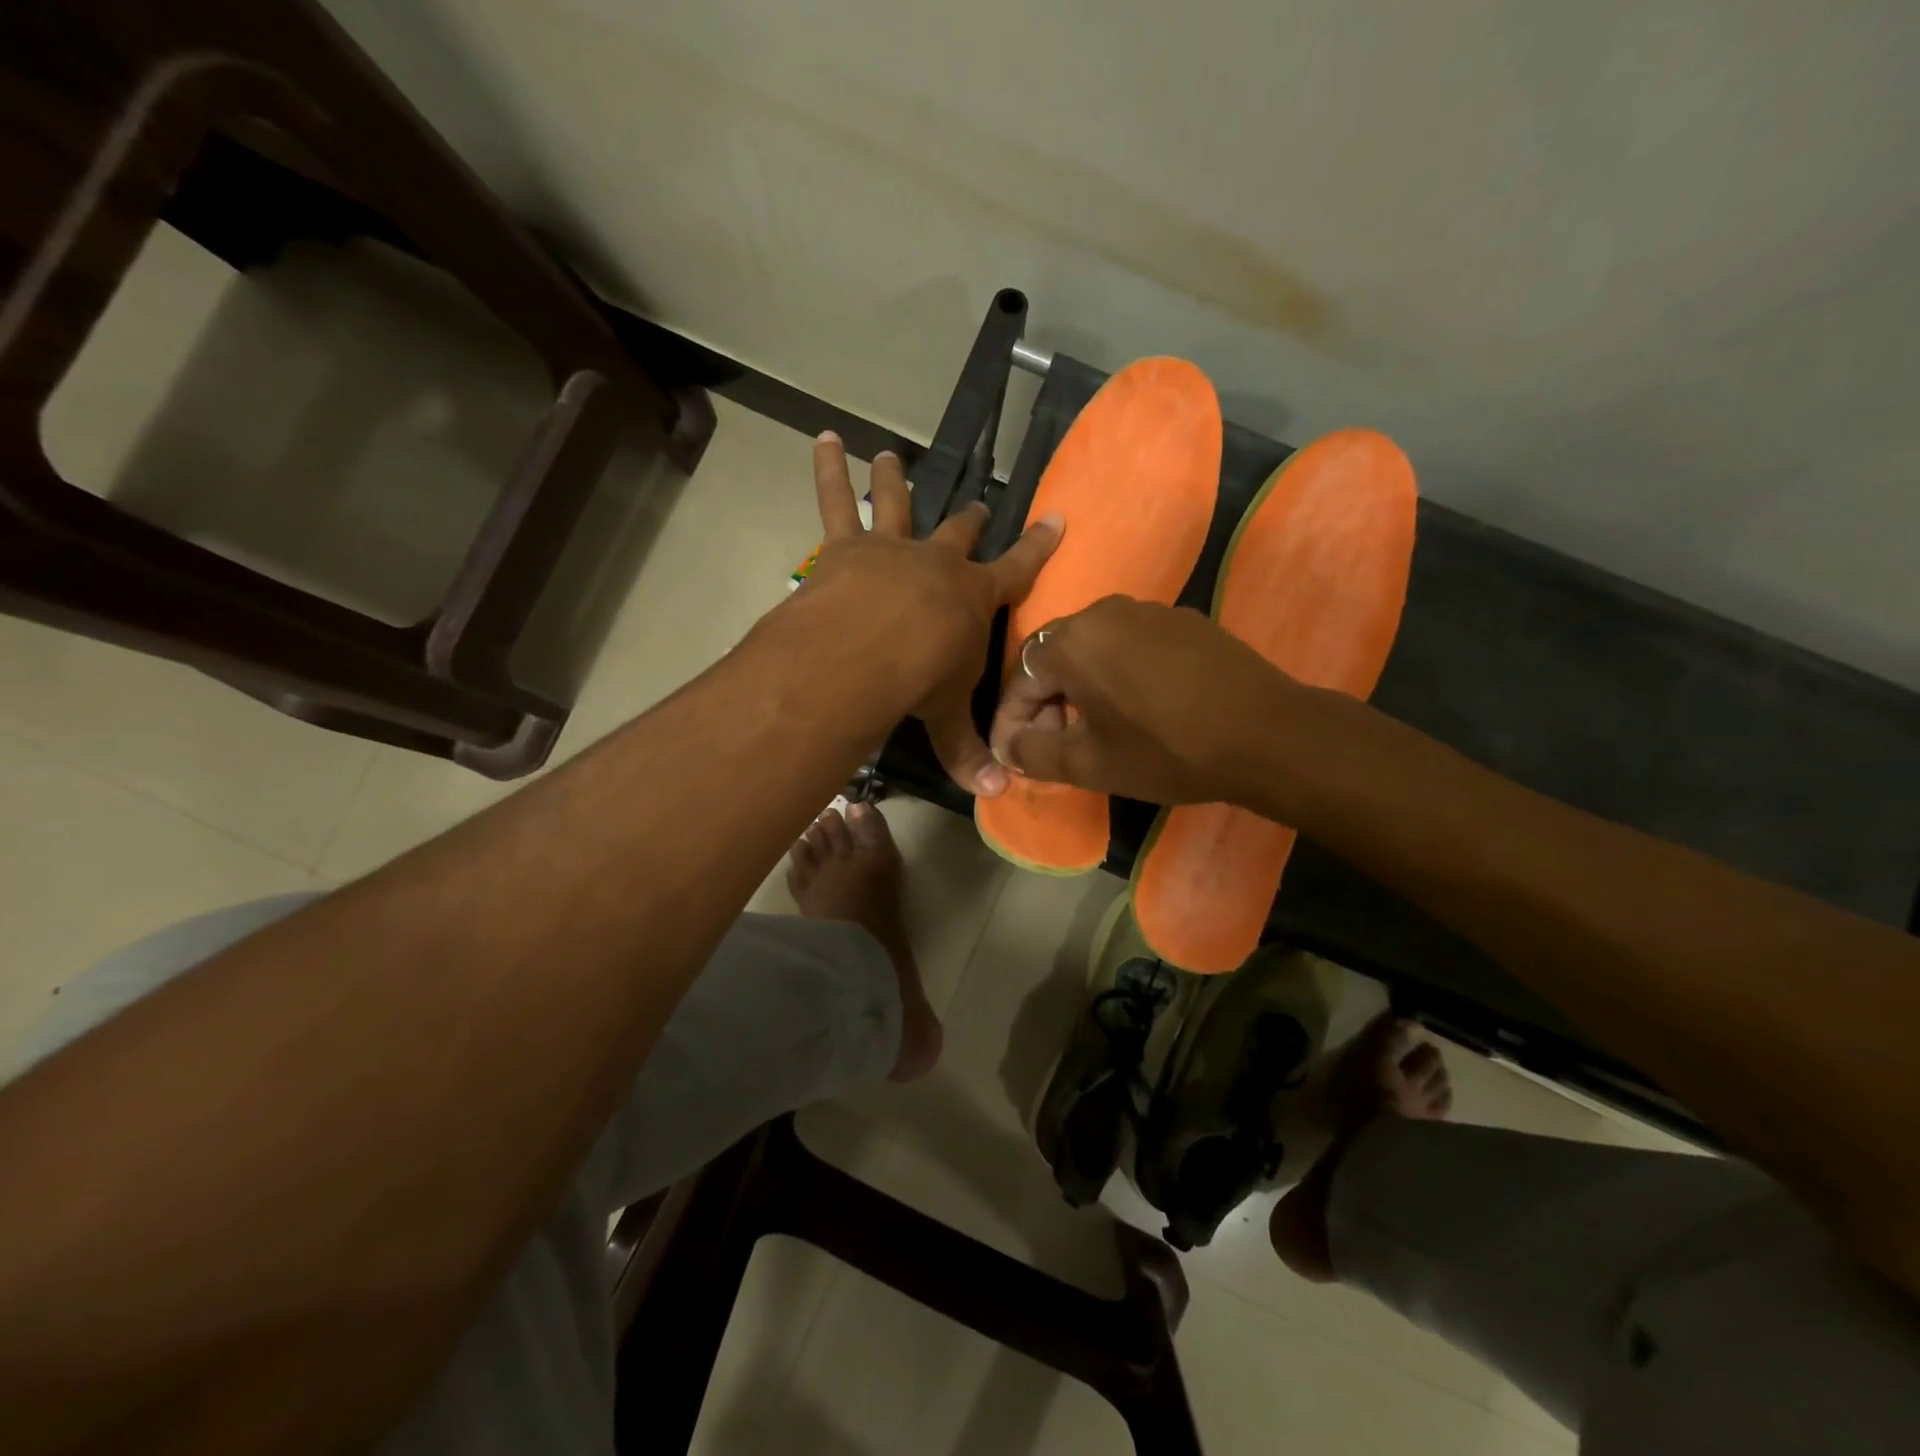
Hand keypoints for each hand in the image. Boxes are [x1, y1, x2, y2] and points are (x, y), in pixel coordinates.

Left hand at [800, 434, 1060, 795]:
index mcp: (972, 597)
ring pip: (896, 504)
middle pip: (959, 533)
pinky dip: (828, 469)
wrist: (866, 650)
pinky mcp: (845, 547)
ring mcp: (891, 548)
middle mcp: (936, 563)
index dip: (1038, 546)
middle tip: (977, 506)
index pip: (1018, 569)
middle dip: (970, 520)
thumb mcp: (947, 714)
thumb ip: (968, 750)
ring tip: (891, 454)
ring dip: (895, 479)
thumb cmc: (918, 679)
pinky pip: (834, 501)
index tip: (1056, 519)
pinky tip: (825, 438)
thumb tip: (997, 792)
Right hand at [990, 596, 1304, 806]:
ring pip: (1093, 650)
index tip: (1011, 756)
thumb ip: (1033, 753)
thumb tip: (1008, 745)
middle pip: (1054, 658)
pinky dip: (1117, 675)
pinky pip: (1130, 645)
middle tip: (1053, 746)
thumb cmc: (1166, 750)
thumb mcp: (1088, 764)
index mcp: (1072, 640)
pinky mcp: (1183, 620)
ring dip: (1080, 689)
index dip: (1009, 722)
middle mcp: (1104, 611)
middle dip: (1044, 705)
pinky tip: (1137, 708)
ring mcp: (1148, 610)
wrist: (1265, 733)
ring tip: (1093, 729)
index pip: (1019, 679)